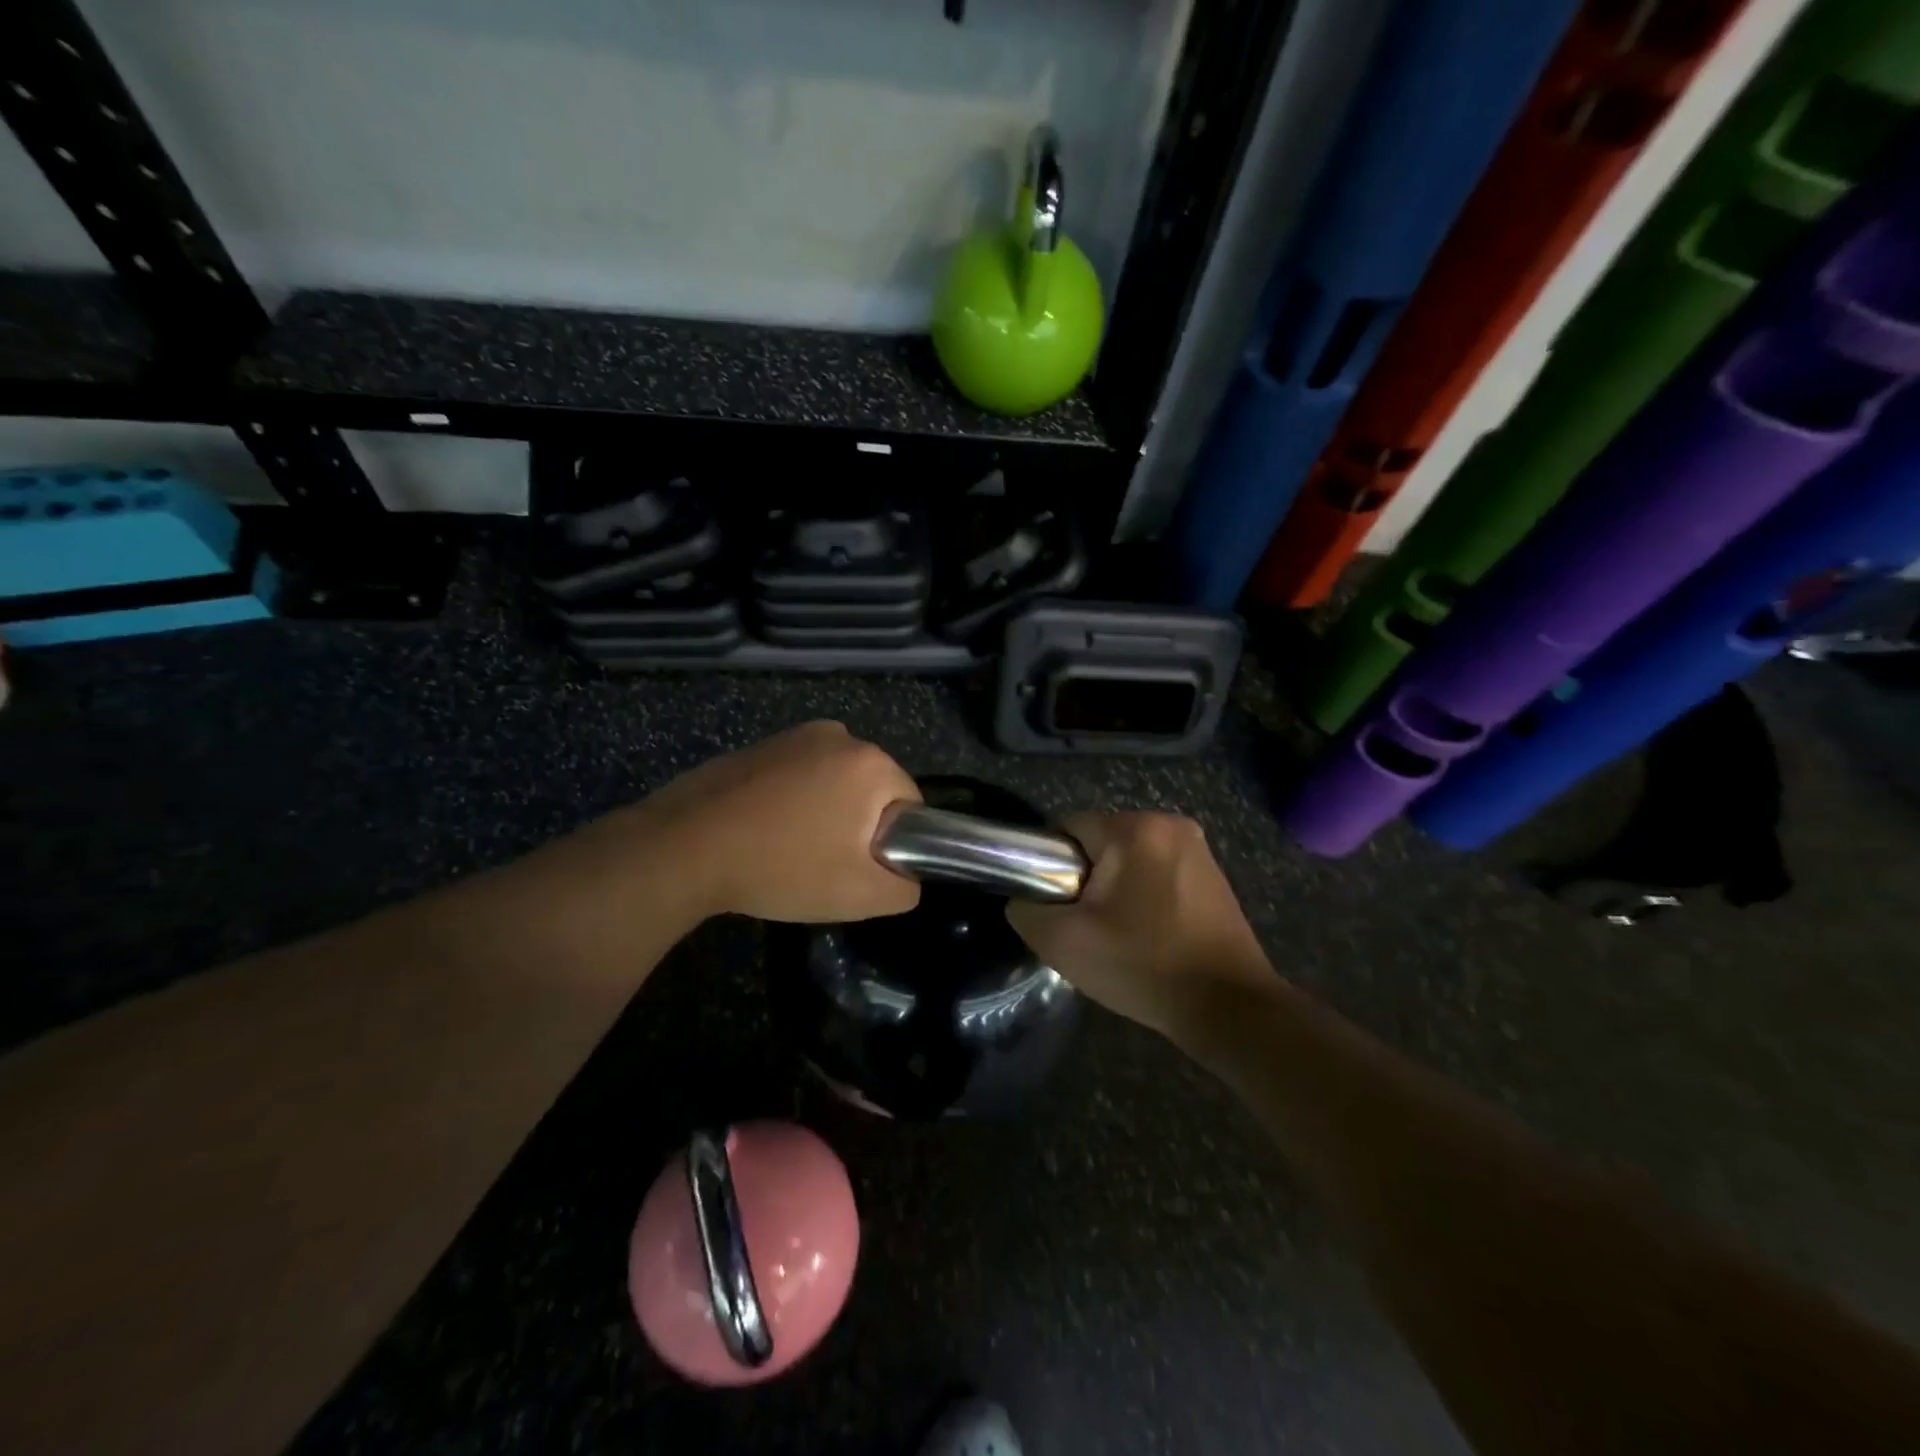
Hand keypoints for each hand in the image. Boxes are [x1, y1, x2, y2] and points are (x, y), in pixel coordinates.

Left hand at [642, 720, 922, 922]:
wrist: (685, 848)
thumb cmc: (782, 867)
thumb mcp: (861, 896)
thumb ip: (906, 887)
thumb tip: (906, 874)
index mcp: (872, 762)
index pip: (910, 805)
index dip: (892, 843)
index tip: (858, 869)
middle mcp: (840, 735)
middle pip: (872, 791)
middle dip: (858, 826)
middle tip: (825, 864)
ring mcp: (795, 735)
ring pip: (835, 783)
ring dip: (826, 812)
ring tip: (791, 849)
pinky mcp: (762, 745)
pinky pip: (799, 776)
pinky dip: (794, 801)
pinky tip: (765, 831)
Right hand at [1005, 812, 1275, 1040]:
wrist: (1229, 1007)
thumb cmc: (1143, 966)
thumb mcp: (1064, 943)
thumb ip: (1027, 910)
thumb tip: (1024, 898)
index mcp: (1136, 829)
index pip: (1068, 829)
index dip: (1051, 867)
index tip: (1058, 907)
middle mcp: (1170, 824)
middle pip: (1100, 842)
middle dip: (1086, 879)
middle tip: (1087, 927)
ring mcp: (1198, 848)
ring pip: (1129, 858)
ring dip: (1116, 888)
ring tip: (1119, 935)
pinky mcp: (1213, 873)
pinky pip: (1158, 872)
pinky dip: (1144, 895)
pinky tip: (1149, 934)